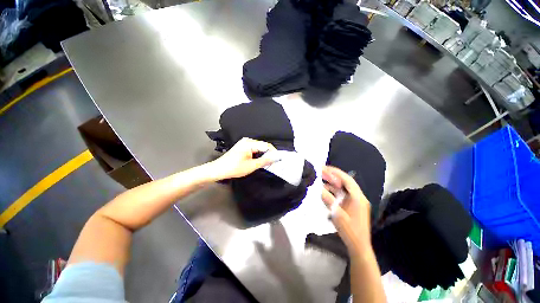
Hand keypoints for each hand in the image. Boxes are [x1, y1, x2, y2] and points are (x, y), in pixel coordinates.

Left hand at [210, 137, 275, 180]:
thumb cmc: (234, 168)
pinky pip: (254, 149)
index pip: (266, 145)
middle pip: (263, 146)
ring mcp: (244, 143)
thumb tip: (276, 157)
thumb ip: (265, 161)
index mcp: (249, 143)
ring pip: (259, 148)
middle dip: (268, 154)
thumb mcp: (251, 165)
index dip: (273, 152)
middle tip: (273, 163)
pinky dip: (258, 155)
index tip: (278, 160)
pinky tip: (259, 161)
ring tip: (267, 163)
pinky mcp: (242, 147)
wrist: (218, 170)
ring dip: (263, 155)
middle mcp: (247, 140)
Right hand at [321, 166, 371, 253]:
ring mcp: (356, 201)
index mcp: (358, 198)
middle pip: (346, 182)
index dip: (336, 172)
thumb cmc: (350, 231)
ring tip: (322, 179)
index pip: (347, 180)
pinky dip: (335, 191)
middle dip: (334, 176)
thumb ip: (328, 200)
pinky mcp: (353, 205)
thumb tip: (319, 188)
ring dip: (334, 183)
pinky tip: (326, 190)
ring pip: (344, 188)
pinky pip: (343, 194)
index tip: (325, 168)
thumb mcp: (337, 215)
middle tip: (322, 171)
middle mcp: (359, 197)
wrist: (359, 247)